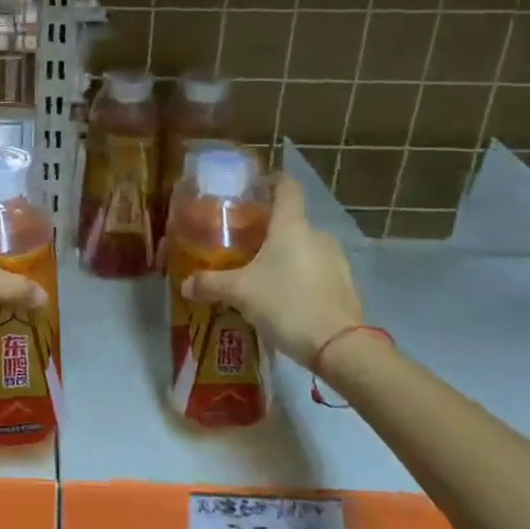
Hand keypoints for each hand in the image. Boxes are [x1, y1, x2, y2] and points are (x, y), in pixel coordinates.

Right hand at [182, 172, 361, 368]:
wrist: (339, 347)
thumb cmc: (286, 303)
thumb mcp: (240, 292)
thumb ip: (210, 284)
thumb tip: (185, 285)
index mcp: (292, 226)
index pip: (286, 186)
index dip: (271, 181)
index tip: (254, 188)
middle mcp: (317, 235)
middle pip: (291, 220)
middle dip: (268, 228)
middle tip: (243, 243)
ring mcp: (335, 260)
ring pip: (304, 247)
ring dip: (285, 255)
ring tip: (260, 273)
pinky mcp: (344, 285)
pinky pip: (316, 270)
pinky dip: (299, 275)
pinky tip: (283, 296)